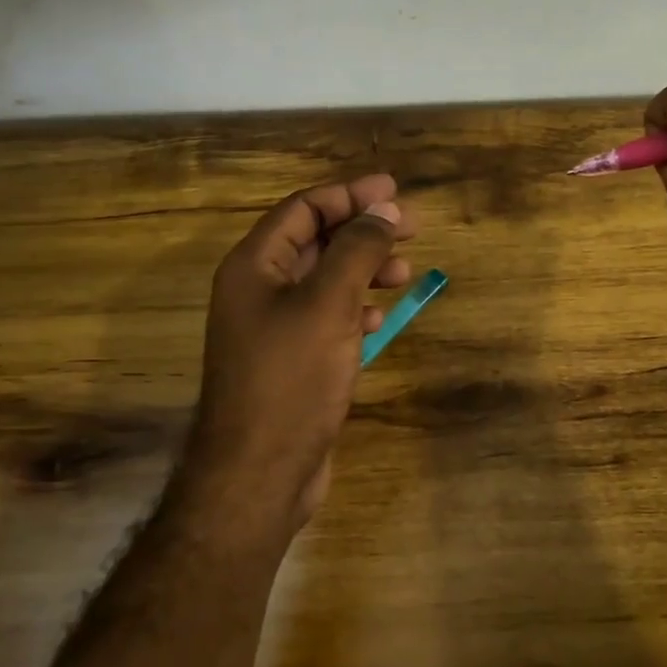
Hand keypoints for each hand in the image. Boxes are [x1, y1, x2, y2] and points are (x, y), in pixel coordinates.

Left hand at [184, 174, 416, 536]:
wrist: (259, 474)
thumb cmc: (290, 378)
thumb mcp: (328, 303)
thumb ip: (357, 250)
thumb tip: (384, 210)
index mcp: (254, 265)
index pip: (304, 208)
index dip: (349, 195)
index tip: (395, 191)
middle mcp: (259, 289)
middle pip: (317, 240)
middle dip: (363, 231)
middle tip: (412, 227)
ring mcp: (274, 327)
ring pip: (326, 279)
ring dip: (365, 269)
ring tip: (404, 272)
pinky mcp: (291, 360)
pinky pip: (327, 317)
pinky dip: (355, 308)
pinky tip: (378, 318)